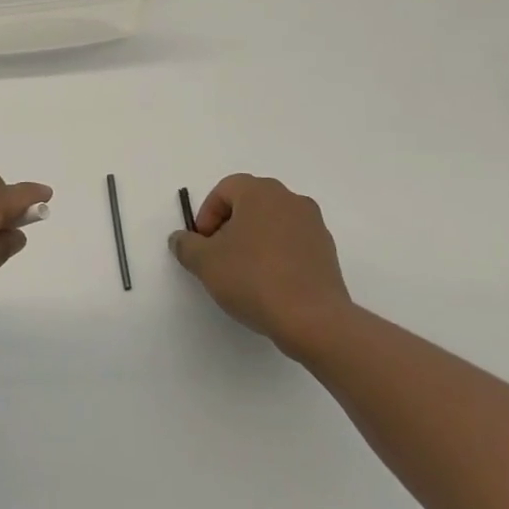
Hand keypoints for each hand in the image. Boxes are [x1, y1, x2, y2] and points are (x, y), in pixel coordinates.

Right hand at [168, 174, 353, 359]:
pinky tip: (268, 284)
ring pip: (272, 224)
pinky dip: (276, 255)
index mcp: (261, 192)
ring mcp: (314, 225)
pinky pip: (292, 243)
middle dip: (229, 226)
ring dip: (253, 241)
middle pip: (250, 204)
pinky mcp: (327, 252)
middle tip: (219, 256)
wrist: (312, 319)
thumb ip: (186, 245)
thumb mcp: (204, 262)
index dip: (207, 215)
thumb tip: (181, 239)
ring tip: (243, 273)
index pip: (224, 190)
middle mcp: (291, 200)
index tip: (203, 244)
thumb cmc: (253, 279)